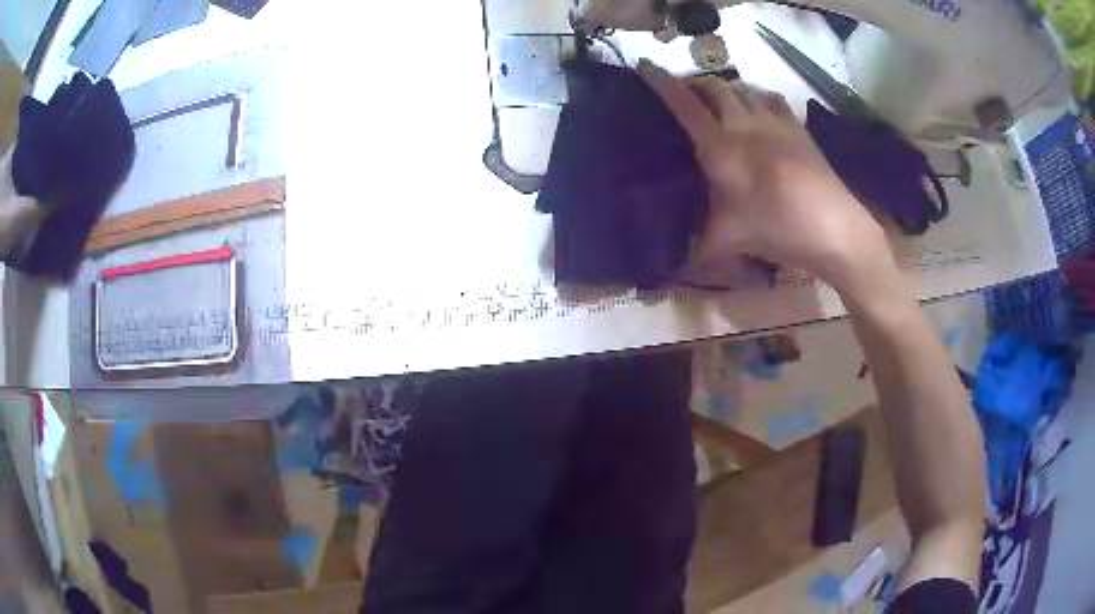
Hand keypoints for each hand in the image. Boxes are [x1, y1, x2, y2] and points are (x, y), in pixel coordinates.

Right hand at [637, 60, 894, 296]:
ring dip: (725, 88)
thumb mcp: (729, 241)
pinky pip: (772, 98)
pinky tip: (758, 109)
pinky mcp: (798, 128)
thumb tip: (667, 267)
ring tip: (718, 101)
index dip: (661, 82)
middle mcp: (745, 124)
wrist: (834, 228)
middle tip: (683, 92)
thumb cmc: (778, 230)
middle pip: (714, 86)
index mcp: (721, 147)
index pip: (684, 104)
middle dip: (694, 82)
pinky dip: (756, 96)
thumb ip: (695, 245)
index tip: (644, 66)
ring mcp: (776, 122)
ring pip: (743, 88)